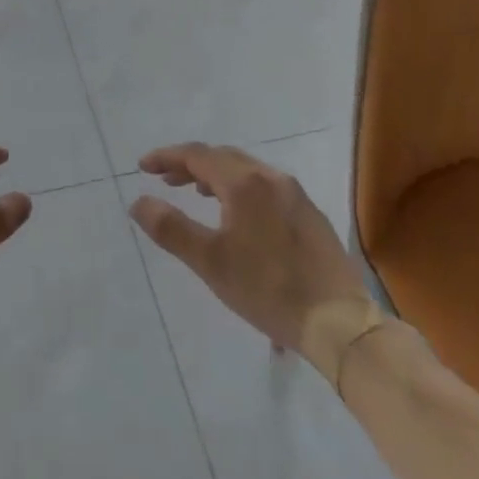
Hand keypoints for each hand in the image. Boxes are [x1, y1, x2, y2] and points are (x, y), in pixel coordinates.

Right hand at [129, 143, 366, 350]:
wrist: (340, 323)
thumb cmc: (268, 289)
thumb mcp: (210, 262)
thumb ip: (171, 228)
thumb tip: (139, 201)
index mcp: (244, 182)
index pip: (197, 155)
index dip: (167, 157)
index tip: (143, 167)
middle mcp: (270, 177)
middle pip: (222, 157)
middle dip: (190, 164)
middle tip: (165, 180)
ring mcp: (294, 194)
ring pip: (246, 170)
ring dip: (215, 175)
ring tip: (197, 194)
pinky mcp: (309, 214)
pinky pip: (265, 186)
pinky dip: (240, 188)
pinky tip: (238, 215)